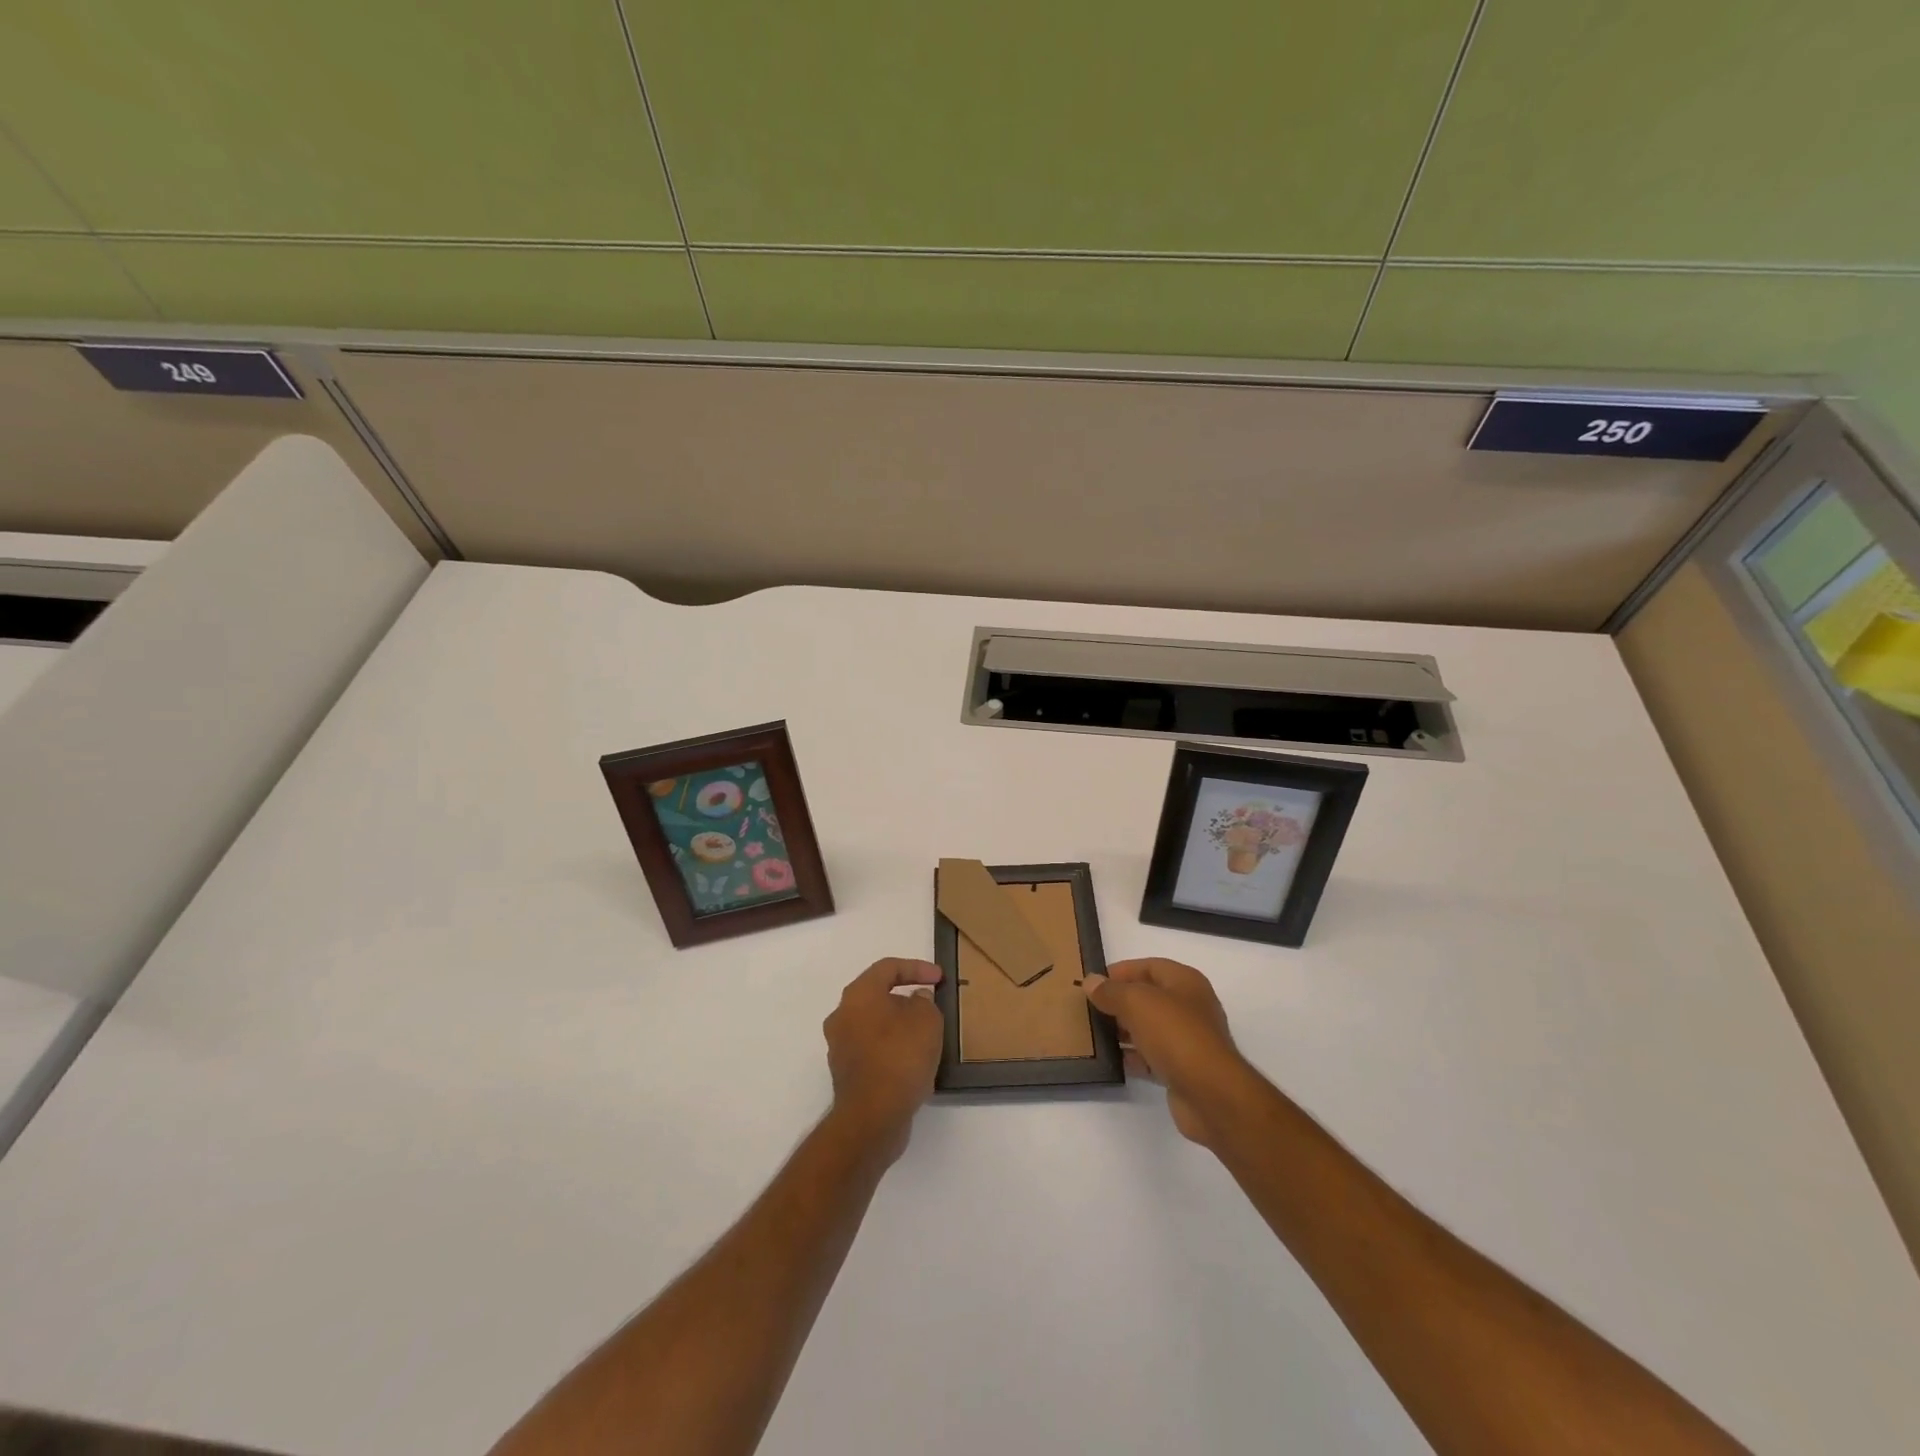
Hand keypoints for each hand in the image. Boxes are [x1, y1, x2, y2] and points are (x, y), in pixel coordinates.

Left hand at [823, 958, 944, 1160]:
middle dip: (906, 998)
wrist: (872, 1118)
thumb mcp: (927, 1020)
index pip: (888, 967)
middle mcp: (842, 1015)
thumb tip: (915, 1000)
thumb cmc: (900, 1057)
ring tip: (925, 1034)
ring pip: (874, 1024)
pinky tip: (913, 1060)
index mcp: (858, 995)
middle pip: (877, 995)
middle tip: (930, 1005)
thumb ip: (924, 1002)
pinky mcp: (846, 1073)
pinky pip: (872, 1049)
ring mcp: (840, 1046)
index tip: (939, 979)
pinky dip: (892, 1048)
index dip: (917, 968)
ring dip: (899, 1025)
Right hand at [1083, 959, 1249, 1146]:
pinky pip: (1153, 1056)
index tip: (1094, 983)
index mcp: (1185, 982)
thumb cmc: (1176, 1035)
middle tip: (1090, 1009)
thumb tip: (1091, 981)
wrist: (1211, 1094)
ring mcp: (1188, 1039)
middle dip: (1120, 1002)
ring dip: (1124, 1030)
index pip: (1149, 966)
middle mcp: (1189, 1006)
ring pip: (1149, 1028)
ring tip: (1095, 1034)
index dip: (1121, 971)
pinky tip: (1114, 1060)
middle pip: (1148, 997)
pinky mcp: (1183, 1069)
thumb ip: (1111, 991)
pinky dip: (1134, 1057)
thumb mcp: (1137, 1002)